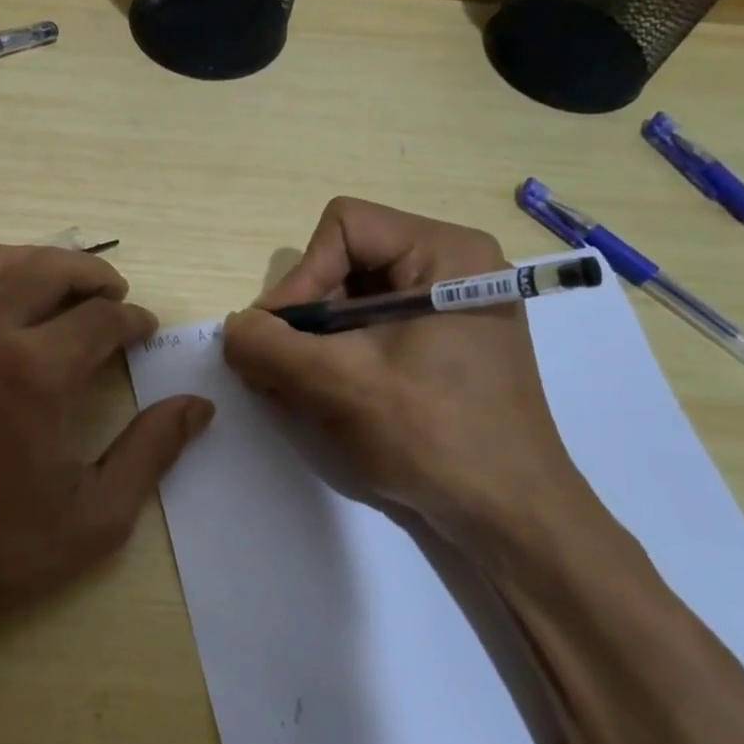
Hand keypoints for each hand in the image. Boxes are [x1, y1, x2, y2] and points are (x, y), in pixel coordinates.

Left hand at [0, 244, 213, 679]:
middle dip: (94, 274)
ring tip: (66, 289)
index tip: (147, 330)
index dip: (133, 319)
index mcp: (34, 372)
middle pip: (49, 268)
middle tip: (117, 295)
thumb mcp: (94, 516)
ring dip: (41, 264)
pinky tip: (4, 310)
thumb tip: (197, 407)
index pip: (100, 318)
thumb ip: (150, 452)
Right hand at [222, 198, 604, 564]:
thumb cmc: (434, 436)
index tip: (281, 338)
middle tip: (282, 369)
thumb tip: (234, 329)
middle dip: (305, 316)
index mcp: (446, 253)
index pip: (343, 228)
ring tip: (300, 388)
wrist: (509, 515)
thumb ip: (269, 346)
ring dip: (315, 342)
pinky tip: (327, 396)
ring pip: (352, 300)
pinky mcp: (442, 345)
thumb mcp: (338, 384)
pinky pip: (371, 329)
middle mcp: (452, 267)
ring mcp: (449, 308)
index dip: (301, 277)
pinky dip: (338, 356)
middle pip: (345, 262)